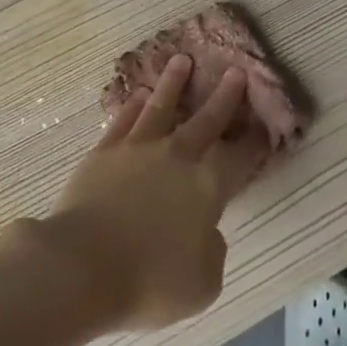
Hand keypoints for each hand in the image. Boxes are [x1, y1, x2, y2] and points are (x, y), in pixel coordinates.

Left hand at [37, 54, 271, 331]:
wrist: (82, 266)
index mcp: (207, 186)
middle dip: (224, 96)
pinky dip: (133, 106)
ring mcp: (137, 150)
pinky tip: (139, 95)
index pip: (239, 158)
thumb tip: (208, 231)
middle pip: (205, 120)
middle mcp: (176, 157)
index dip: (254, 142)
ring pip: (161, 107)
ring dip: (173, 84)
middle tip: (235, 71)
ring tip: (181, 61)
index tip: (264, 125)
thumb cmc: (149, 281)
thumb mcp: (203, 284)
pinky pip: (123, 121)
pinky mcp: (103, 153)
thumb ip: (213, 251)